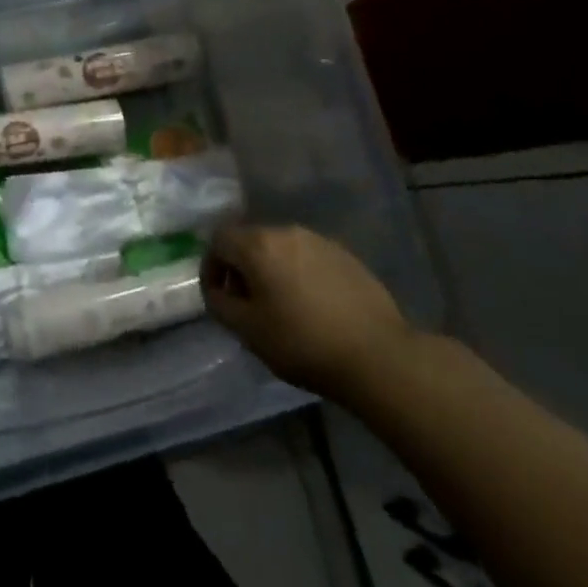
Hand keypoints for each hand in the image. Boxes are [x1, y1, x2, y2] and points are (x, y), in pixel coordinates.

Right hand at [203, 223, 413, 400]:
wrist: (376, 355)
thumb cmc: (302, 343)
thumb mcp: (248, 331)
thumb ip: (220, 304)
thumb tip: (216, 290)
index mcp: (258, 245)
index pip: (218, 240)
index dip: (211, 266)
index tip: (218, 296)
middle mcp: (287, 232)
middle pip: (250, 240)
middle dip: (241, 268)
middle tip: (247, 304)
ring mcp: (320, 241)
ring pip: (281, 248)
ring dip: (271, 270)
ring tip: (280, 305)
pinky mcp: (345, 255)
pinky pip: (308, 257)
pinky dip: (299, 274)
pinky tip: (311, 305)